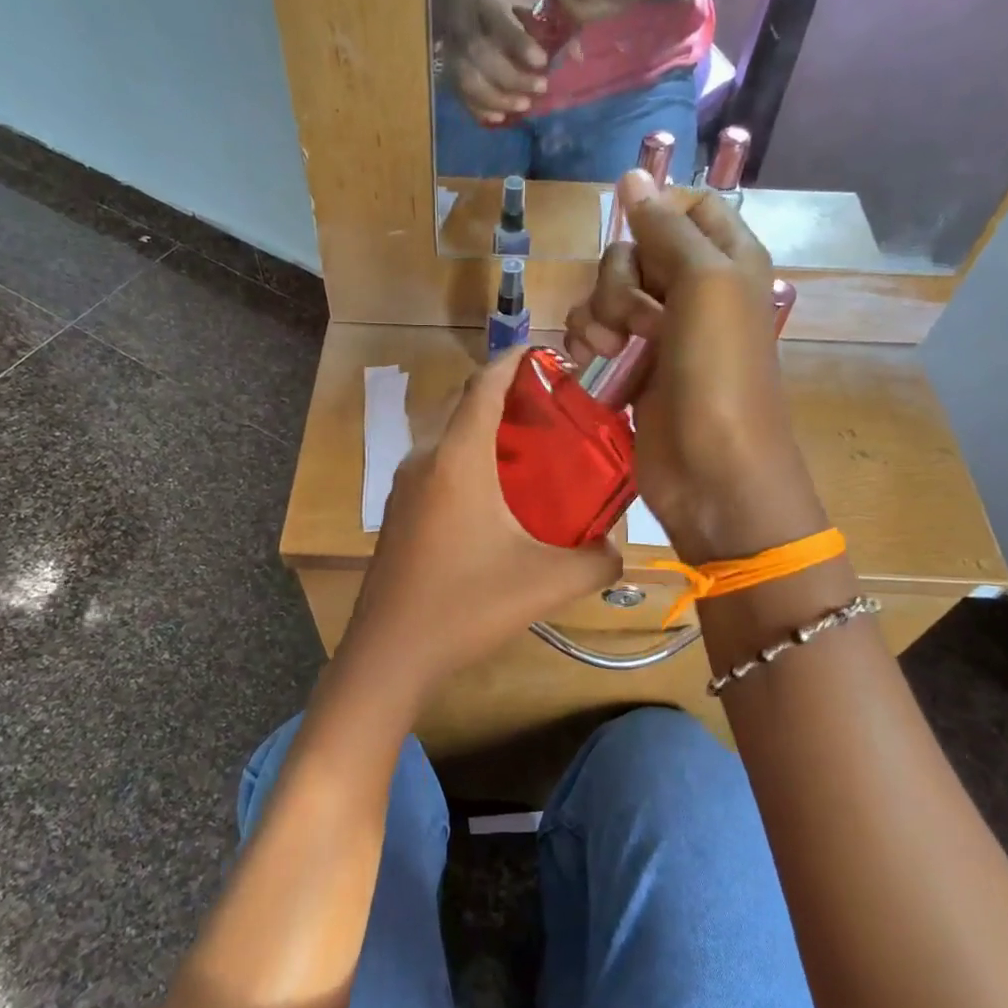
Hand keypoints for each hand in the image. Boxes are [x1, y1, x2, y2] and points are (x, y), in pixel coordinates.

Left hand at [338, 349, 620, 694]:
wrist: (390, 653)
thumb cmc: (467, 606)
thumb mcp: (548, 583)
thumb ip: (598, 560)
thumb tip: (618, 549)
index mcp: (458, 458)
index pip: (485, 383)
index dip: (516, 360)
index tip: (548, 354)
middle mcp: (425, 460)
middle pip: (466, 405)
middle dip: (507, 395)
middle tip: (555, 410)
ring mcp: (405, 487)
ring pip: (449, 438)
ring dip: (487, 432)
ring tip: (534, 452)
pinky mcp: (398, 514)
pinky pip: (437, 467)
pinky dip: (468, 461)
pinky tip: (497, 499)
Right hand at [432, 0, 555, 124]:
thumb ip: (543, 23)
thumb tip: (577, 55)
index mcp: (483, 3)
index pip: (500, 25)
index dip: (520, 45)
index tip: (542, 60)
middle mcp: (463, 28)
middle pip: (483, 56)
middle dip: (513, 77)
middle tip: (539, 88)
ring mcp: (450, 52)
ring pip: (468, 80)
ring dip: (496, 98)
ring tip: (522, 107)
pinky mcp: (445, 71)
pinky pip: (459, 96)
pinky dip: (478, 110)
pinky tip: (497, 119)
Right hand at [563, 172, 825, 561]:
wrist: (712, 473)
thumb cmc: (719, 375)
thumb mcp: (704, 284)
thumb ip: (666, 228)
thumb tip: (632, 174)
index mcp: (727, 259)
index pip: (686, 208)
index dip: (656, 218)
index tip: (639, 244)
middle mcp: (694, 289)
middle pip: (635, 250)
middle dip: (621, 280)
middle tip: (638, 320)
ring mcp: (661, 331)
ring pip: (607, 292)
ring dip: (597, 314)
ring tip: (611, 351)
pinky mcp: (632, 366)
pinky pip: (595, 331)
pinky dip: (587, 341)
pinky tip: (591, 362)